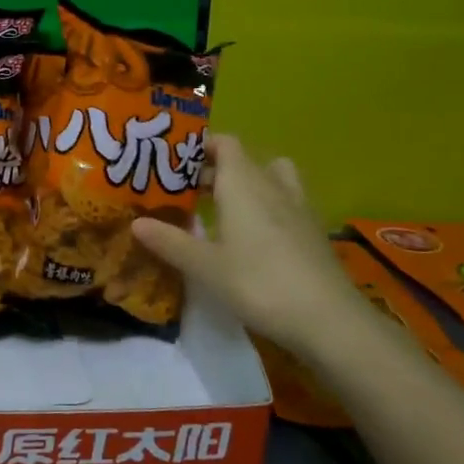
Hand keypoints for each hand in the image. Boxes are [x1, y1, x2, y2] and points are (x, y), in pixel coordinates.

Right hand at [131, 135, 364, 349]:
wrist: (328, 319)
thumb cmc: (259, 283)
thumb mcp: (206, 266)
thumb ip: (171, 242)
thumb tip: (136, 223)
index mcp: (243, 184)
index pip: (225, 143)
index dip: (201, 146)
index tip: (176, 162)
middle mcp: (272, 185)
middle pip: (244, 161)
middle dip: (215, 170)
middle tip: (187, 190)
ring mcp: (298, 207)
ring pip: (271, 177)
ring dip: (248, 184)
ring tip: (225, 207)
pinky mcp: (313, 231)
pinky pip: (285, 202)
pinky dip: (267, 207)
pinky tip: (254, 237)